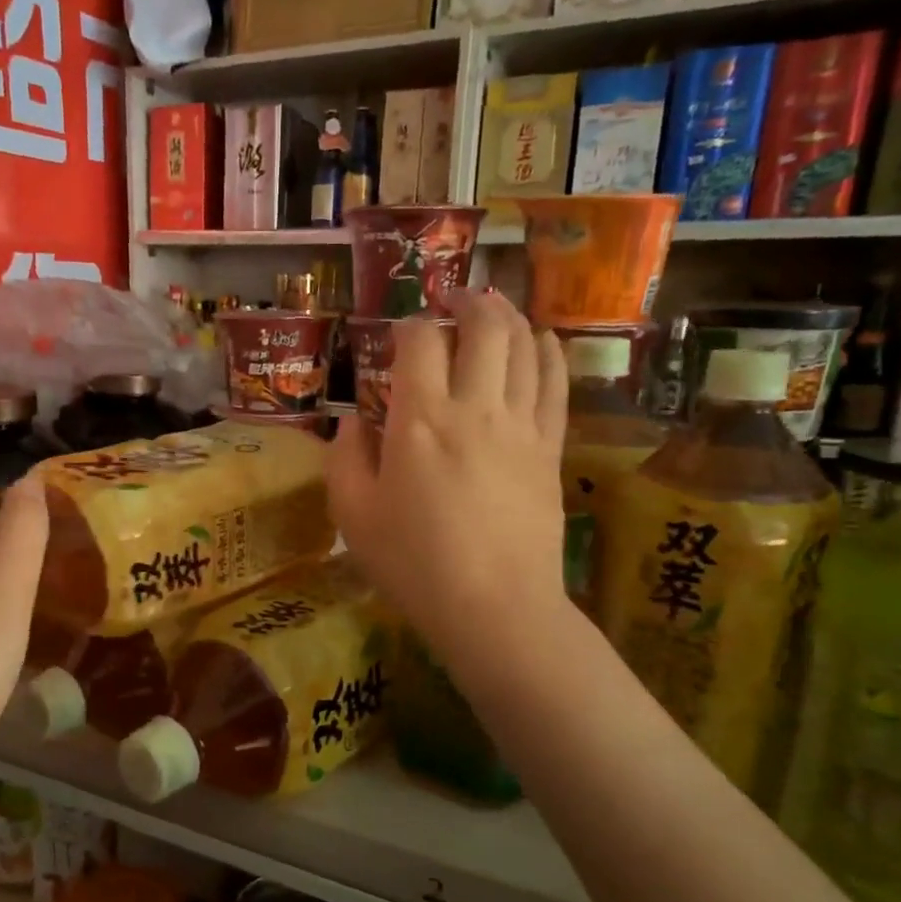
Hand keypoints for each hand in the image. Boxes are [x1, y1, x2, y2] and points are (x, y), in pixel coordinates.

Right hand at [328, 292, 570, 661]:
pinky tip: (542, 339)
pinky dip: (549, 352)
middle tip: (453, 295)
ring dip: (509, 316)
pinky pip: (555, 384)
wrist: (494, 606)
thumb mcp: (353, 515)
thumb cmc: (413, 563)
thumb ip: (345, 459)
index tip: (400, 330)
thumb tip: (352, 422)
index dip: (409, 325)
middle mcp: (474, 407)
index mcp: (419, 420)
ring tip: (494, 305)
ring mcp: (520, 425)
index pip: (419, 343)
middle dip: (468, 300)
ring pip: (524, 347)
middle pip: (483, 328)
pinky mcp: (550, 449)